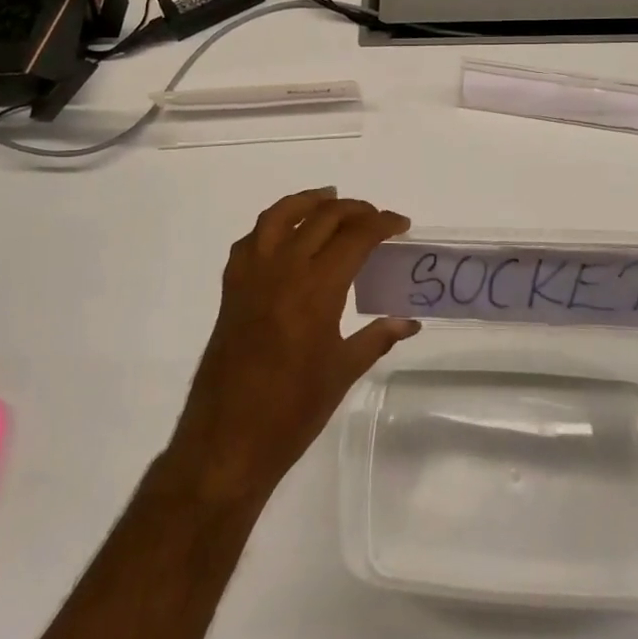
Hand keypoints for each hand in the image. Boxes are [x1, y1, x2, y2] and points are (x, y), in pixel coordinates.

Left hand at [168, 189, 419, 502]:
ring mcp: (252, 275)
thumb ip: (377, 338)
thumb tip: (409, 321)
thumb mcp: (343, 372)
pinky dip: (272, 227)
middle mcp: (283, 269)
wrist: (228, 438)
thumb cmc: (293, 410)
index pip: (355, 237)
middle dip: (354, 210)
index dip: (382, 223)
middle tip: (375, 218)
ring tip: (329, 200)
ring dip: (308, 202)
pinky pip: (252, 240)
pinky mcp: (231, 288)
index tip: (401, 224)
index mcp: (316, 289)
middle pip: (321, 218)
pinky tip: (285, 236)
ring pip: (280, 216)